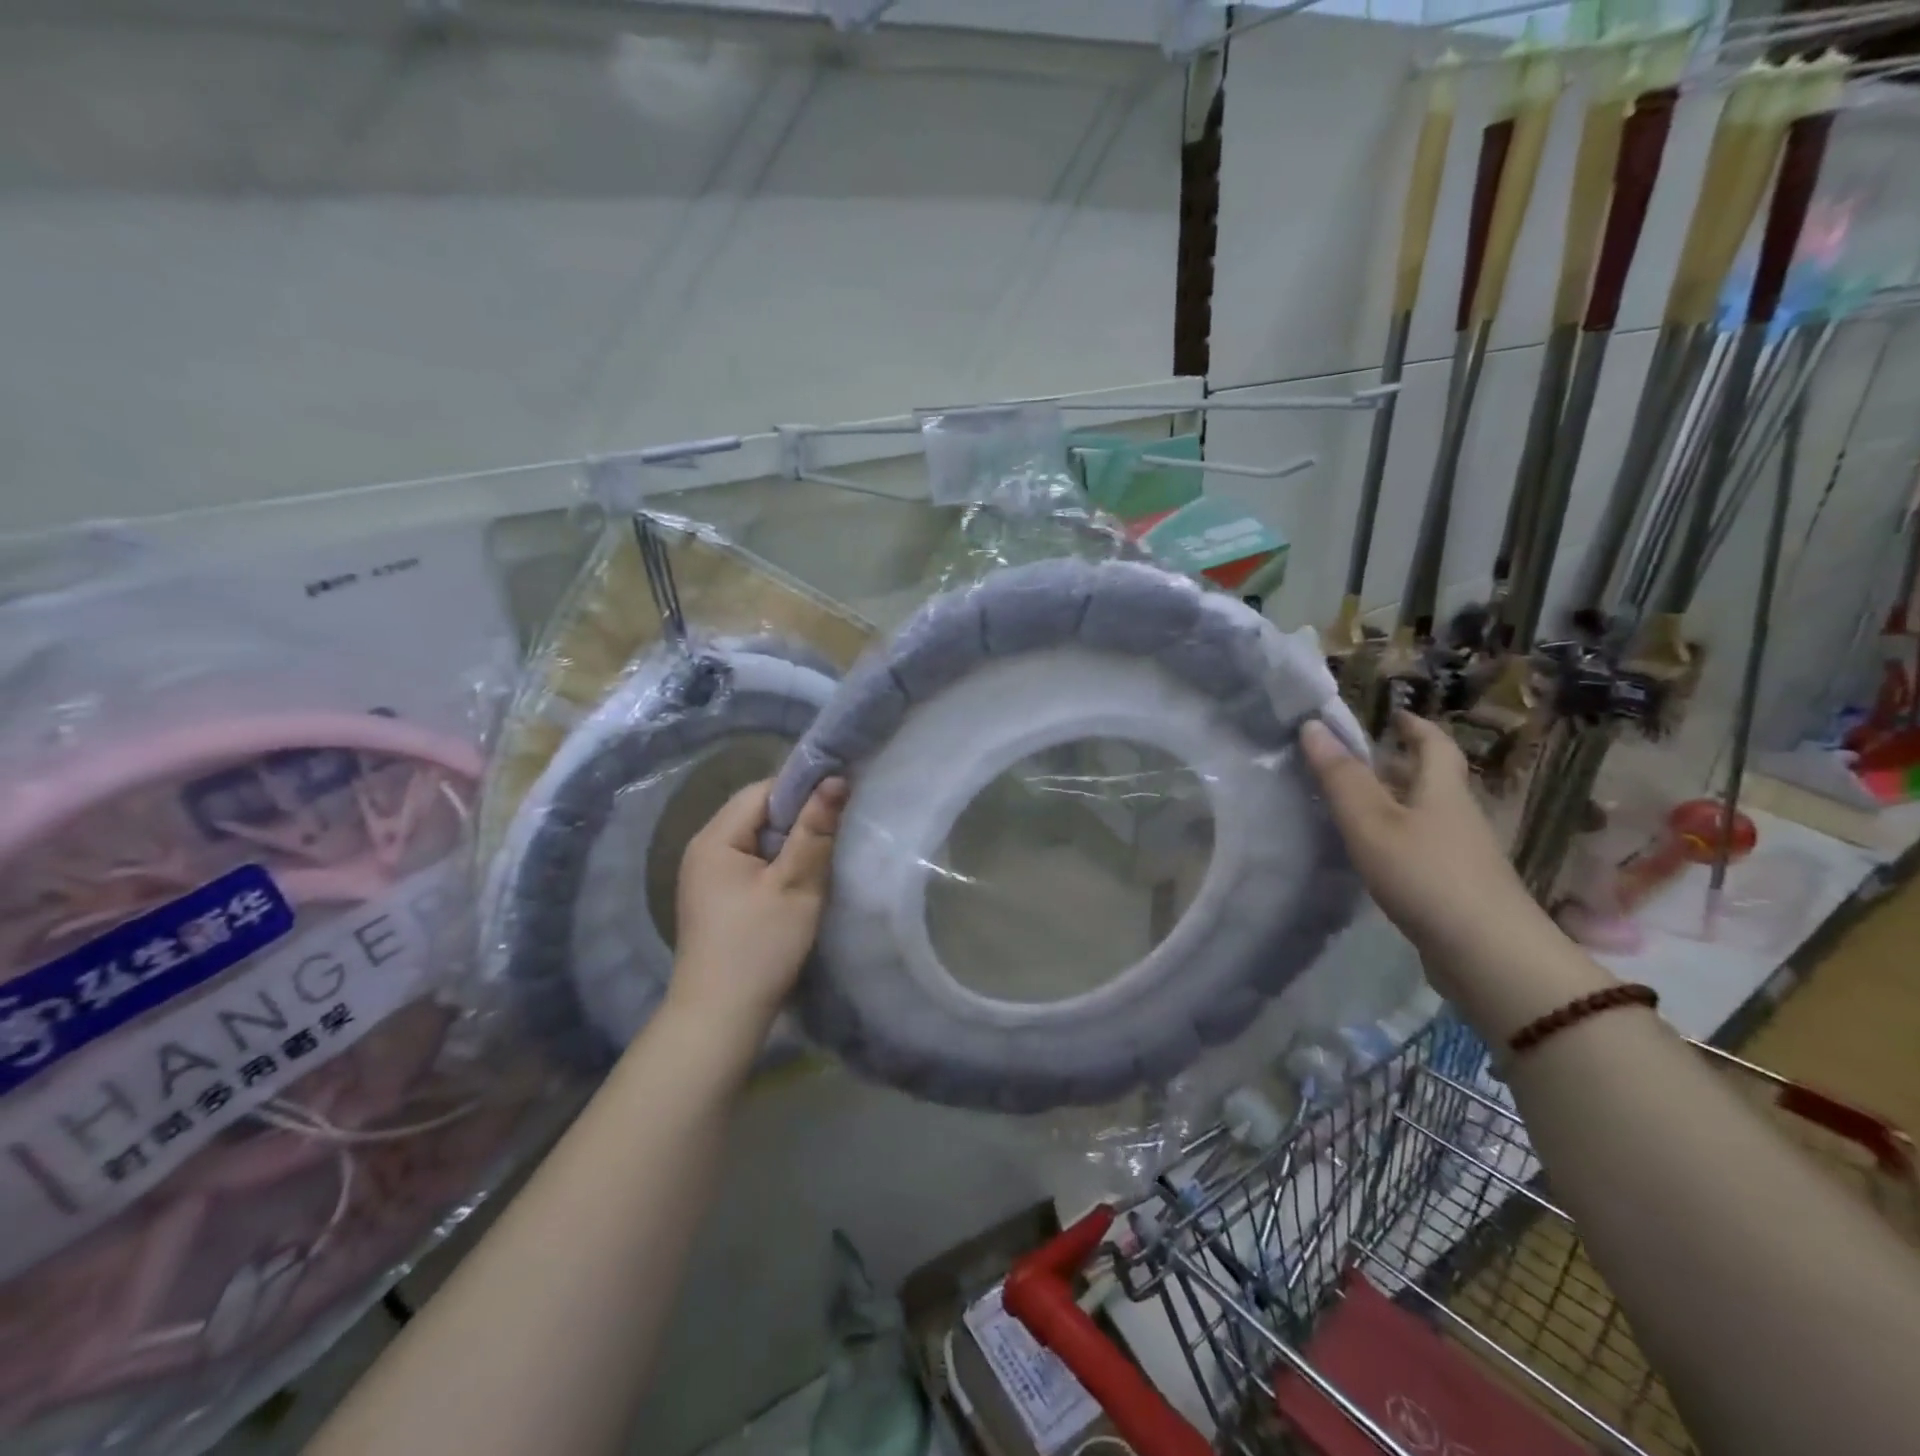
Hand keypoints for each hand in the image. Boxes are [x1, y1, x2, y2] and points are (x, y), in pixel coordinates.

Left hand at [670, 776, 848, 1033]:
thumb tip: (835, 779)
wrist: (720, 1019)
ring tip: (824, 852)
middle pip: (757, 813)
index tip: (840, 797)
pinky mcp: (716, 899)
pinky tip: (800, 879)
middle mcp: (704, 849)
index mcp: (715, 838)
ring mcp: (707, 876)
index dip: (803, 789)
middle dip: (798, 817)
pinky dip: (777, 863)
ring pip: (756, 839)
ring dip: (790, 842)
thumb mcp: (796, 885)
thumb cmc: (759, 947)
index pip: (763, 791)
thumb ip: (815, 830)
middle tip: (838, 827)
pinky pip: (751, 863)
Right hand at [1300, 711, 1560, 989]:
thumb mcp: (1372, 821)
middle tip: (1353, 759)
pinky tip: (1370, 854)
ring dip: (1392, 802)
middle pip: (1429, 779)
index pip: (1434, 744)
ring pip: (1423, 814)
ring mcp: (1460, 854)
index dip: (1413, 725)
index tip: (1391, 714)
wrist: (1489, 956)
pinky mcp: (1455, 888)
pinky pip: (1420, 847)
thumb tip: (1312, 726)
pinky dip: (1395, 838)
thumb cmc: (1426, 875)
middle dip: (1396, 764)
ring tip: (1349, 804)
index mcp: (1441, 790)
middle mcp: (1456, 815)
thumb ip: (1341, 777)